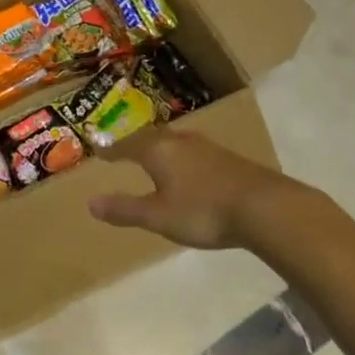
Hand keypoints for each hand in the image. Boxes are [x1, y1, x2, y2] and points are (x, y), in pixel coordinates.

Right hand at [86, 129, 289, 249]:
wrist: (263, 206)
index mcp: (158, 151)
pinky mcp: (227, 158)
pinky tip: (188, 168)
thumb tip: (90, 203)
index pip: (127, 145)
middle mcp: (179, 141)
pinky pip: (193, 151)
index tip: (100, 150)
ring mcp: (206, 147)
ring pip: (174, 142)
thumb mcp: (158, 216)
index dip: (112, 150)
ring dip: (160, 148)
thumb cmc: (203, 211)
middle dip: (136, 144)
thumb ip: (125, 209)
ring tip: (153, 155)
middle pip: (151, 138)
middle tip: (124, 149)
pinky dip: (181, 157)